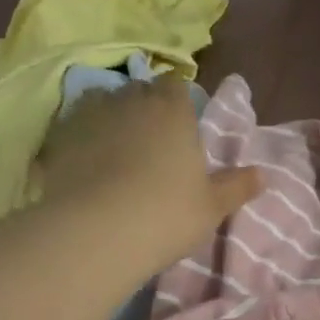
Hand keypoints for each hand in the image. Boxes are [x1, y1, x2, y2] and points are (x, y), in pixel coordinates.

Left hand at [41, 75, 262, 262]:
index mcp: (172, 112)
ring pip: (102, 104)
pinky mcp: (57, 139)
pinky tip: (90, 164)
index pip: (176, 87)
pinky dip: (83, 139)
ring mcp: (88, 117)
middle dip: (146, 107)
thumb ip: (237, 186)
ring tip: (119, 148)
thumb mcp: (213, 206)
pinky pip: (74, 128)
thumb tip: (262, 174)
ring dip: (112, 119)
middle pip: (138, 91)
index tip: (185, 124)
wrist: (97, 233)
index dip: (180, 102)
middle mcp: (129, 102)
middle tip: (156, 140)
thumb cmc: (168, 213)